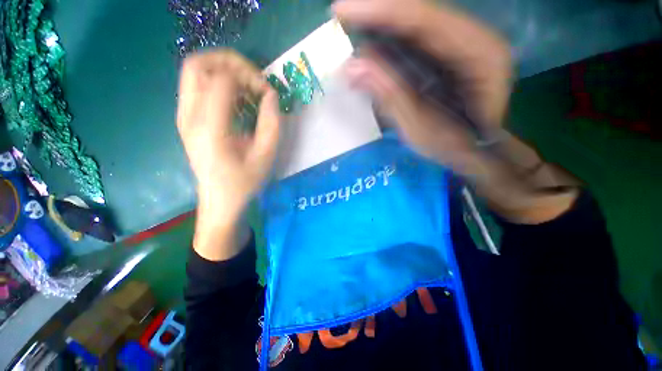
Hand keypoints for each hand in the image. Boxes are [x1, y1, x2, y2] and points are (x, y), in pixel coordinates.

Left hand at [177, 50, 279, 259]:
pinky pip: (197, 86)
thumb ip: (272, 123)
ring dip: (224, 71)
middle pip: (198, 64)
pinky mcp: (186, 119)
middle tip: (254, 80)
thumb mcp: (266, 156)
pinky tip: (237, 100)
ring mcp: (184, 116)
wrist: (219, 200)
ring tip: (247, 89)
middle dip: (230, 62)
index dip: (250, 77)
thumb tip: (271, 94)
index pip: (223, 80)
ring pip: (195, 71)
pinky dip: (218, 82)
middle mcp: (189, 117)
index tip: (268, 93)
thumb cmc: (244, 182)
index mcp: (211, 129)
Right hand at [335, 0, 577, 223]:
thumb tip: (353, 66)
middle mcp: (473, 39)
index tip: (341, 10)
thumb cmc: (454, 146)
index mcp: (478, 55)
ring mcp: (461, 45)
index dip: (381, 12)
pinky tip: (368, 53)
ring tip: (348, 35)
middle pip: (418, 16)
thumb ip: (390, 95)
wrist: (476, 151)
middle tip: (340, 20)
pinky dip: (387, 46)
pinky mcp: (447, 55)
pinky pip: (414, 42)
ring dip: (379, 30)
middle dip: (376, 17)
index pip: (424, 21)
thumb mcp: (420, 128)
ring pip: (414, 26)